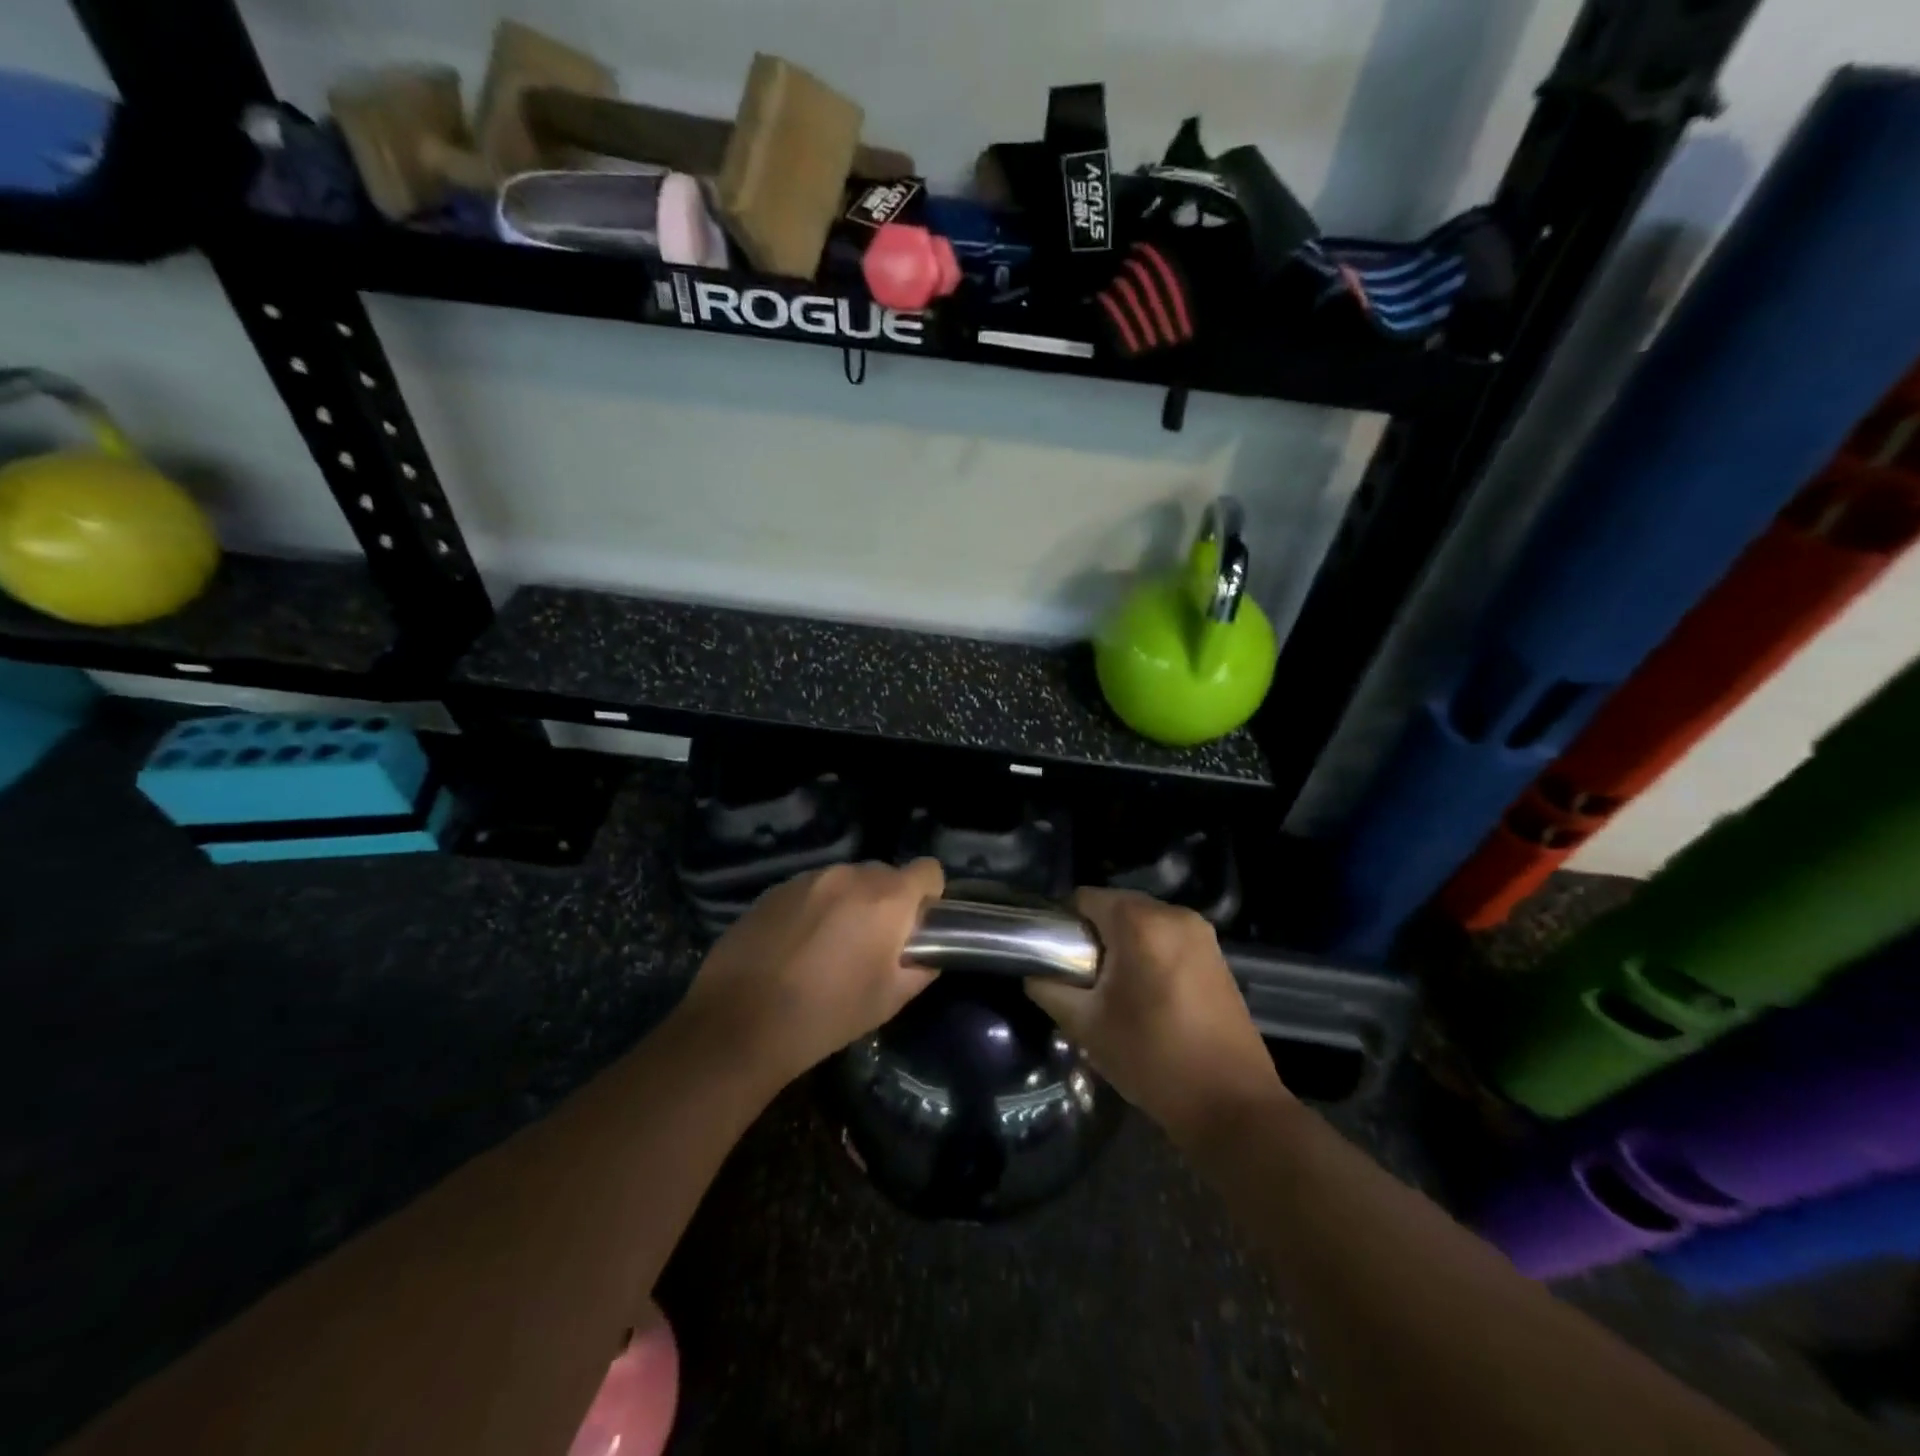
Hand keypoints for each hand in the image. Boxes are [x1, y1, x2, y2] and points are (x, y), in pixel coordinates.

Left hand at [675, 859, 945, 1089]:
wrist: (739, 1023)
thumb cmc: (826, 1015)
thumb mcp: (889, 1000)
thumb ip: (920, 967)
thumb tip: (926, 952)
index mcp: (886, 898)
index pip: (928, 869)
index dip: (929, 897)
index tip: (916, 928)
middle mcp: (849, 875)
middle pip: (885, 874)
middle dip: (887, 902)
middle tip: (871, 945)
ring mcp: (807, 878)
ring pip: (845, 881)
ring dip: (848, 904)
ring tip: (828, 948)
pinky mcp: (774, 889)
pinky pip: (811, 890)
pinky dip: (814, 909)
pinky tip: (796, 947)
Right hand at [1026, 889, 1288, 1142]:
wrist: (1232, 1105)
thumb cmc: (1153, 1059)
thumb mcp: (1087, 1027)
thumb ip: (1050, 989)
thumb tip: (1034, 972)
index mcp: (1141, 922)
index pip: (1084, 898)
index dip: (1062, 924)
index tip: (1054, 958)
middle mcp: (1175, 914)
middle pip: (1115, 907)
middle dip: (1093, 936)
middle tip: (1080, 979)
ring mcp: (1202, 933)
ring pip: (1143, 923)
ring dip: (1122, 946)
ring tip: (1112, 991)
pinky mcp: (1217, 955)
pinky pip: (1168, 938)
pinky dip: (1149, 954)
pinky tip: (1146, 996)